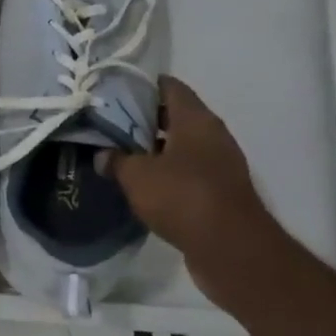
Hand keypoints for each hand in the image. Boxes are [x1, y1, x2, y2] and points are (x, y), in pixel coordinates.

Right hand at [103, 77, 272, 271]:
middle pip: (175, 115)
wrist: (232, 250)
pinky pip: (188, 172)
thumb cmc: (183, 197)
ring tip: (121, 152)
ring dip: (155, 148)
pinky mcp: (220, 192)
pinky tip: (142, 183)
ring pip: (182, 145)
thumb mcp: (137, 176)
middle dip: (144, 118)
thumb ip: (116, 160)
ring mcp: (220, 165)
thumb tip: (103, 155)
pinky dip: (167, 173)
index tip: (115, 91)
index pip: (170, 87)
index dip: (143, 85)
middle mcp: (212, 136)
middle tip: (111, 123)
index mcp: (196, 120)